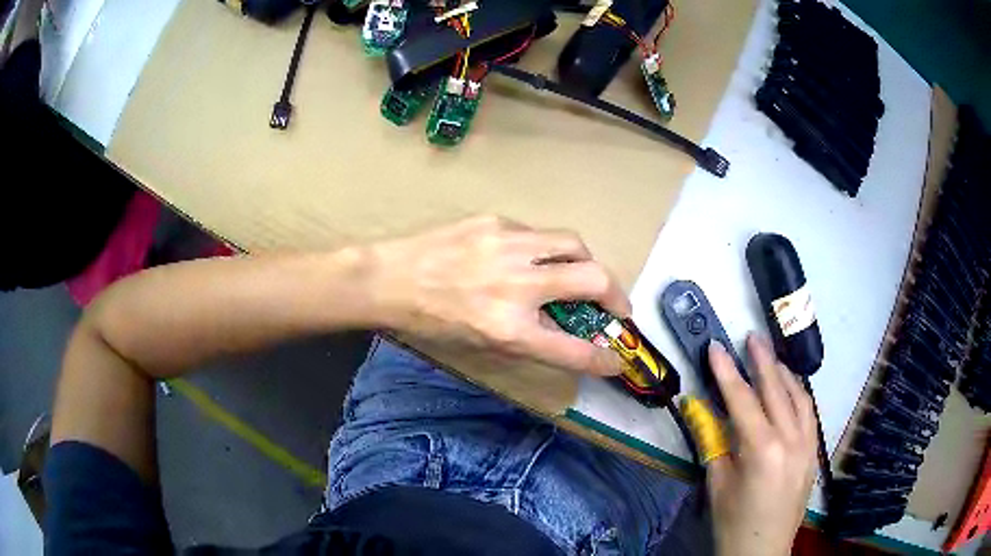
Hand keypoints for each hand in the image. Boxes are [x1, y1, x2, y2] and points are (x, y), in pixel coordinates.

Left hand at [366, 215, 629, 374]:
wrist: (389, 278)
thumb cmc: (429, 321)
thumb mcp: (480, 343)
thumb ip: (528, 336)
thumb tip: (564, 329)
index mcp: (508, 329)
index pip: (573, 350)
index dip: (603, 360)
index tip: (617, 361)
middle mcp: (517, 286)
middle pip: (594, 280)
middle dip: (617, 295)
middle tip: (615, 306)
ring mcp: (508, 246)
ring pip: (574, 244)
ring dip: (588, 263)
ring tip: (582, 273)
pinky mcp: (496, 221)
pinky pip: (537, 234)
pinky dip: (545, 250)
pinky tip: (530, 257)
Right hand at [705, 335, 817, 555]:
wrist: (761, 551)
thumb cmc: (732, 522)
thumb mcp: (716, 484)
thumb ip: (713, 442)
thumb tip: (699, 409)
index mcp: (762, 451)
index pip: (743, 401)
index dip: (727, 373)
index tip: (717, 347)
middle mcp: (791, 441)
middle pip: (777, 390)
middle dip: (763, 361)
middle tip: (752, 337)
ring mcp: (808, 446)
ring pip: (799, 398)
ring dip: (785, 375)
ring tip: (771, 358)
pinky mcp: (814, 453)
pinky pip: (809, 414)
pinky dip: (798, 396)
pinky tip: (790, 391)